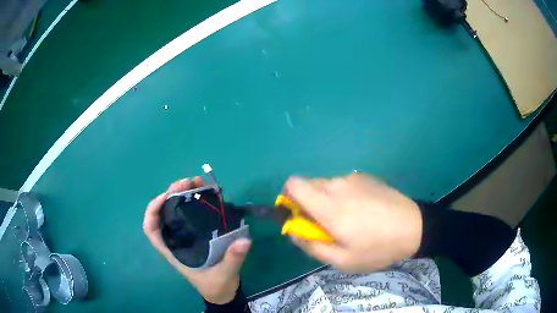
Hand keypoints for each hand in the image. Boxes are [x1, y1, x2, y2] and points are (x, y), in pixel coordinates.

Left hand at [143, 177, 250, 303]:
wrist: (224, 292)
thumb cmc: (217, 286)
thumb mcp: (224, 274)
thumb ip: (233, 259)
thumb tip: (244, 241)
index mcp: (174, 251)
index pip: (151, 230)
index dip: (153, 211)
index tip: (165, 197)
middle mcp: (177, 240)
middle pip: (165, 214)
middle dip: (172, 195)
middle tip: (187, 182)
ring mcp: (187, 236)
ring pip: (178, 210)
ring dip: (184, 194)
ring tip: (197, 182)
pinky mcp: (199, 234)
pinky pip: (193, 214)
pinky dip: (197, 201)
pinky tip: (207, 192)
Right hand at [284, 174, 421, 273]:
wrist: (414, 227)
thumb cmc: (377, 248)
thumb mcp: (342, 261)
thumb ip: (311, 246)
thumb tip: (293, 231)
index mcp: (328, 206)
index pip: (293, 185)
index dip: (288, 198)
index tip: (298, 216)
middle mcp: (337, 185)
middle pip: (308, 185)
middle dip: (308, 204)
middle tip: (326, 225)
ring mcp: (353, 178)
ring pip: (326, 185)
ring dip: (327, 200)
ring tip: (348, 220)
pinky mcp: (366, 177)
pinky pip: (343, 184)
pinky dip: (343, 196)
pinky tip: (363, 211)